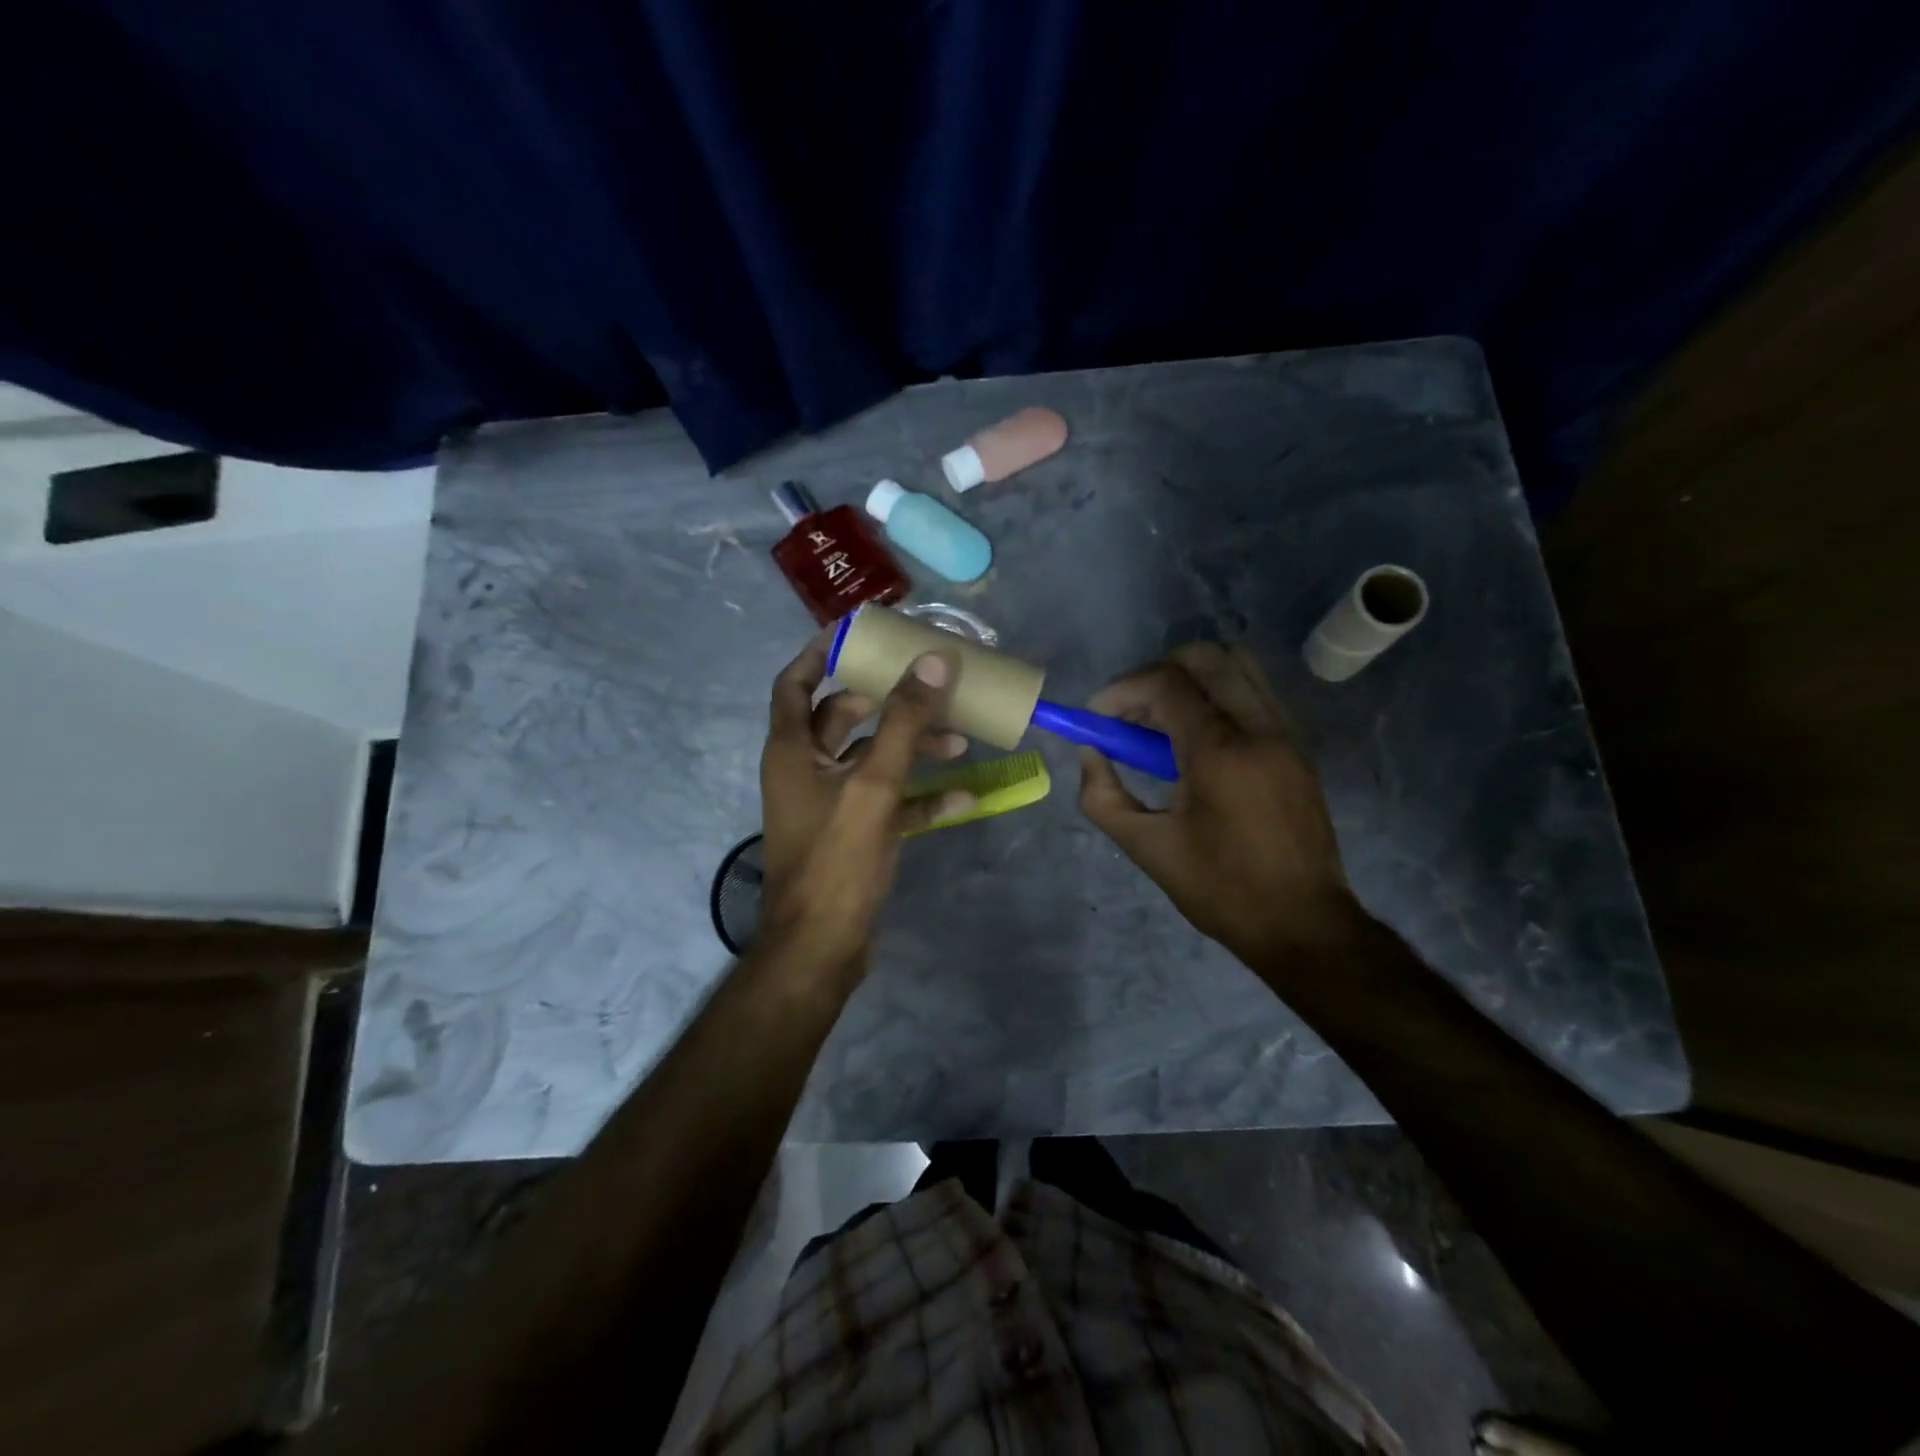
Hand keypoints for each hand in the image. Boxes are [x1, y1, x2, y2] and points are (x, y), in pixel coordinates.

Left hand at [758, 633, 975, 970]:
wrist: (822, 947)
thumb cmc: (837, 859)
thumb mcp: (874, 785)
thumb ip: (902, 723)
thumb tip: (932, 661)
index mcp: (792, 750)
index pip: (796, 684)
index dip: (821, 653)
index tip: (858, 633)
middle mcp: (805, 770)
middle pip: (843, 718)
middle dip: (888, 702)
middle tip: (927, 685)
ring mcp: (829, 804)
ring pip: (871, 760)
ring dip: (911, 748)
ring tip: (959, 740)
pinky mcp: (852, 834)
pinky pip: (887, 802)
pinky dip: (919, 797)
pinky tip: (962, 798)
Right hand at [1077, 642, 1360, 968]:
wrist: (1303, 924)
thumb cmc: (1220, 889)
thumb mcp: (1147, 848)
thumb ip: (1102, 797)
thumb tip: (1090, 754)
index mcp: (1220, 752)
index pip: (1165, 683)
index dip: (1121, 691)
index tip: (1096, 718)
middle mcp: (1259, 728)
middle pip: (1206, 657)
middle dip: (1156, 673)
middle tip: (1131, 713)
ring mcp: (1286, 733)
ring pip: (1237, 667)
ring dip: (1192, 680)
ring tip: (1163, 723)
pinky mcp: (1299, 747)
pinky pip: (1255, 693)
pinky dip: (1219, 696)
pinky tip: (1198, 740)